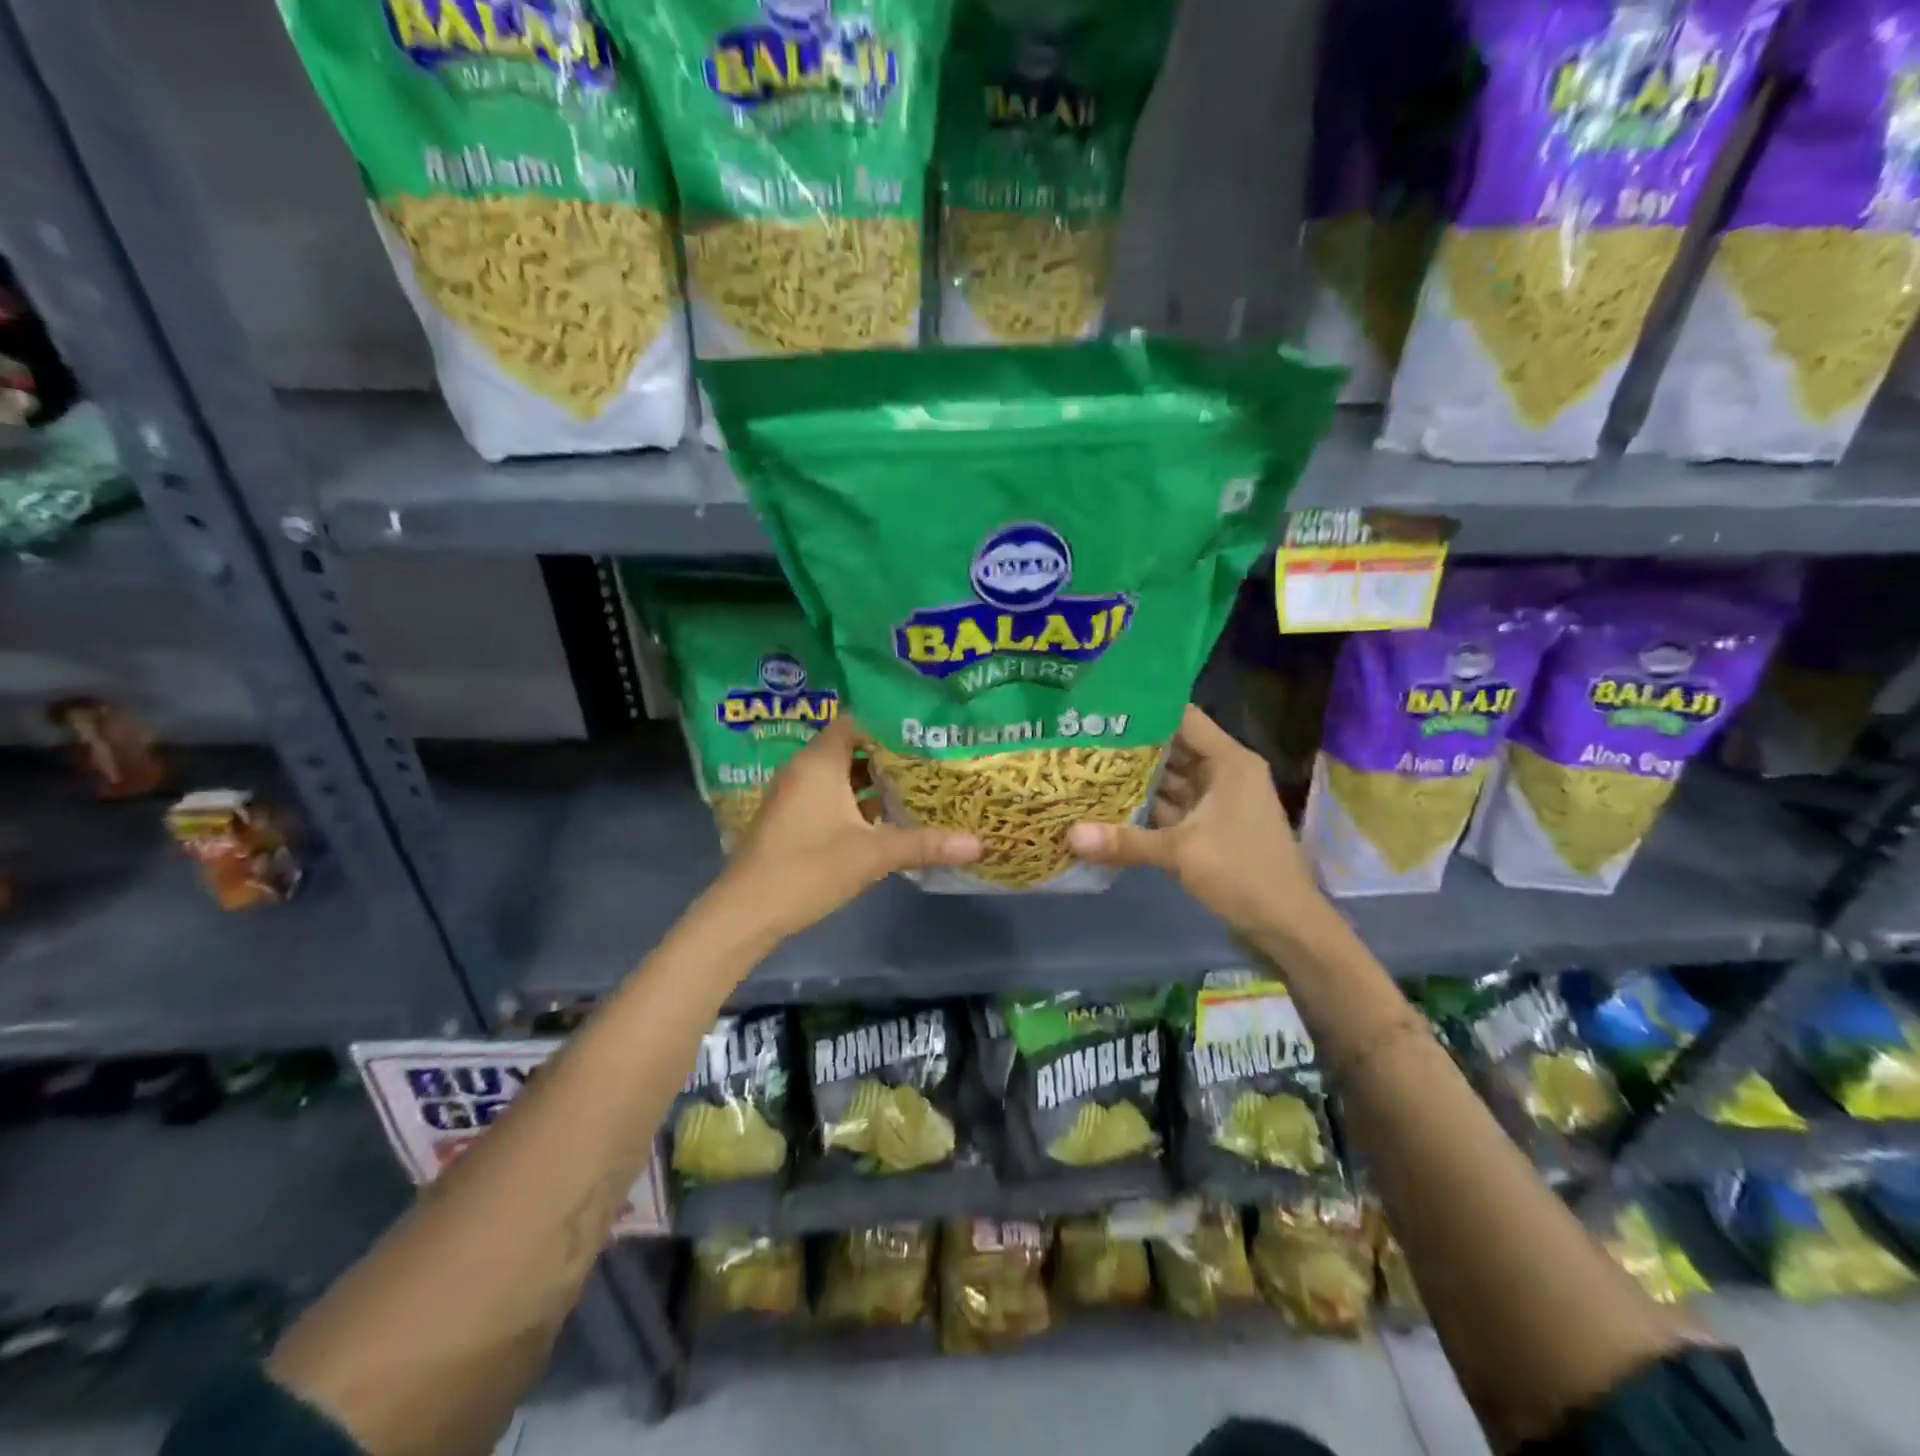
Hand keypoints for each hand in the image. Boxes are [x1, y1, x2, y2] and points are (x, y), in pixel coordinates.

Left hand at [714, 714, 979, 940]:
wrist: (745, 913)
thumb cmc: (807, 869)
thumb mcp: (872, 854)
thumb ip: (925, 844)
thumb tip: (979, 842)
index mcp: (819, 762)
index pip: (856, 722)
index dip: (890, 723)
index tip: (926, 730)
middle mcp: (804, 770)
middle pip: (852, 748)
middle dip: (890, 754)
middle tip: (932, 757)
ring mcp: (794, 795)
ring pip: (841, 775)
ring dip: (874, 781)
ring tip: (917, 784)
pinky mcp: (791, 819)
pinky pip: (830, 796)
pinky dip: (856, 801)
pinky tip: (886, 818)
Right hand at [1066, 704, 1323, 938]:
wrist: (1287, 925)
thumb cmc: (1243, 873)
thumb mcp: (1181, 853)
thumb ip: (1125, 841)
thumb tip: (1070, 834)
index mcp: (1228, 761)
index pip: (1183, 718)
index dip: (1146, 710)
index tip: (1103, 707)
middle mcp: (1224, 773)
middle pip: (1173, 748)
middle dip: (1132, 746)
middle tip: (1083, 737)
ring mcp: (1217, 801)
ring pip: (1170, 780)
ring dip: (1136, 778)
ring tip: (1087, 766)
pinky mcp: (1210, 827)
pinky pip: (1173, 807)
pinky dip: (1146, 807)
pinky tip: (1109, 804)